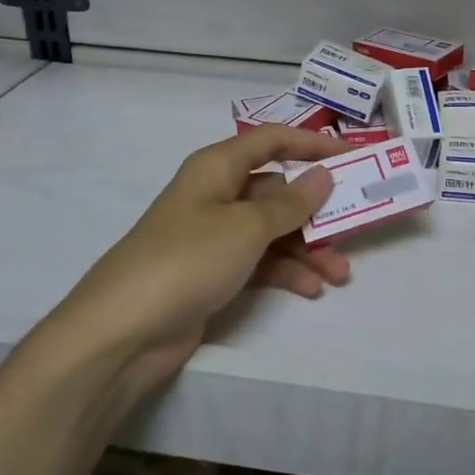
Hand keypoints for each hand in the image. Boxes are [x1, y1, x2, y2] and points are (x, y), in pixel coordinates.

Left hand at [53, 126, 351, 395]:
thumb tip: (323, 176)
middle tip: (352, 228)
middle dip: (315, 211)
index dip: (312, 144)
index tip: (352, 156)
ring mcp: (213, 236)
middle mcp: (216, 195)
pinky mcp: (212, 273)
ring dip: (307, 249)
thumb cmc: (187, 259)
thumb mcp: (246, 226)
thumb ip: (291, 203)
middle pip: (276, 191)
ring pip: (272, 231)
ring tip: (339, 274)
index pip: (272, 141)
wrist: (122, 332)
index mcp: (217, 168)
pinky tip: (310, 288)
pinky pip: (259, 262)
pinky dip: (285, 272)